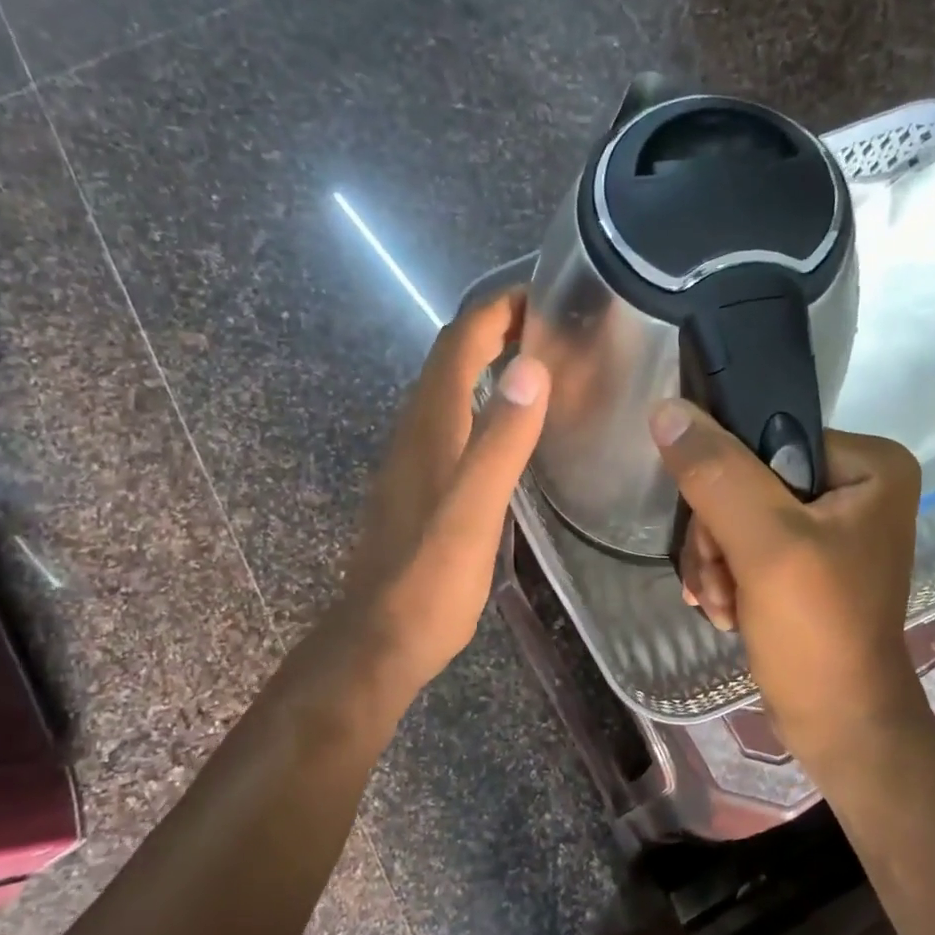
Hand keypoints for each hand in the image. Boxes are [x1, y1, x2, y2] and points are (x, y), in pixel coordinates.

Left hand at [337, 288, 548, 701]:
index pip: (460, 342)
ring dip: (488, 361)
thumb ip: (499, 443)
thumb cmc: (429, 582)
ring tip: (540, 360)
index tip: (545, 292)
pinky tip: (508, 425)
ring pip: (450, 388)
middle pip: (451, 357)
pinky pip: (452, 421)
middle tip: (554, 324)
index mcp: (431, 426)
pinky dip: (482, 401)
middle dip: (497, 326)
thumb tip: (530, 369)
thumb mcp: (472, 513)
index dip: (497, 308)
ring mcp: (415, 460)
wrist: (379, 642)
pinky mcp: (420, 486)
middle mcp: (417, 431)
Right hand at [652, 398, 928, 762]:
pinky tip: (728, 610)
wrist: (838, 725)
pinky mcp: (808, 559)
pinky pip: (745, 543)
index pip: (766, 439)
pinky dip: (727, 576)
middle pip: (746, 480)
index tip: (719, 542)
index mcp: (869, 464)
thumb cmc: (816, 632)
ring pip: (737, 514)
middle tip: (721, 583)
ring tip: (723, 605)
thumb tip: (667, 410)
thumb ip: (717, 474)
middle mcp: (855, 485)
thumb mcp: (765, 546)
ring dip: (716, 562)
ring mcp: (831, 525)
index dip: (726, 485)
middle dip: (719, 538)